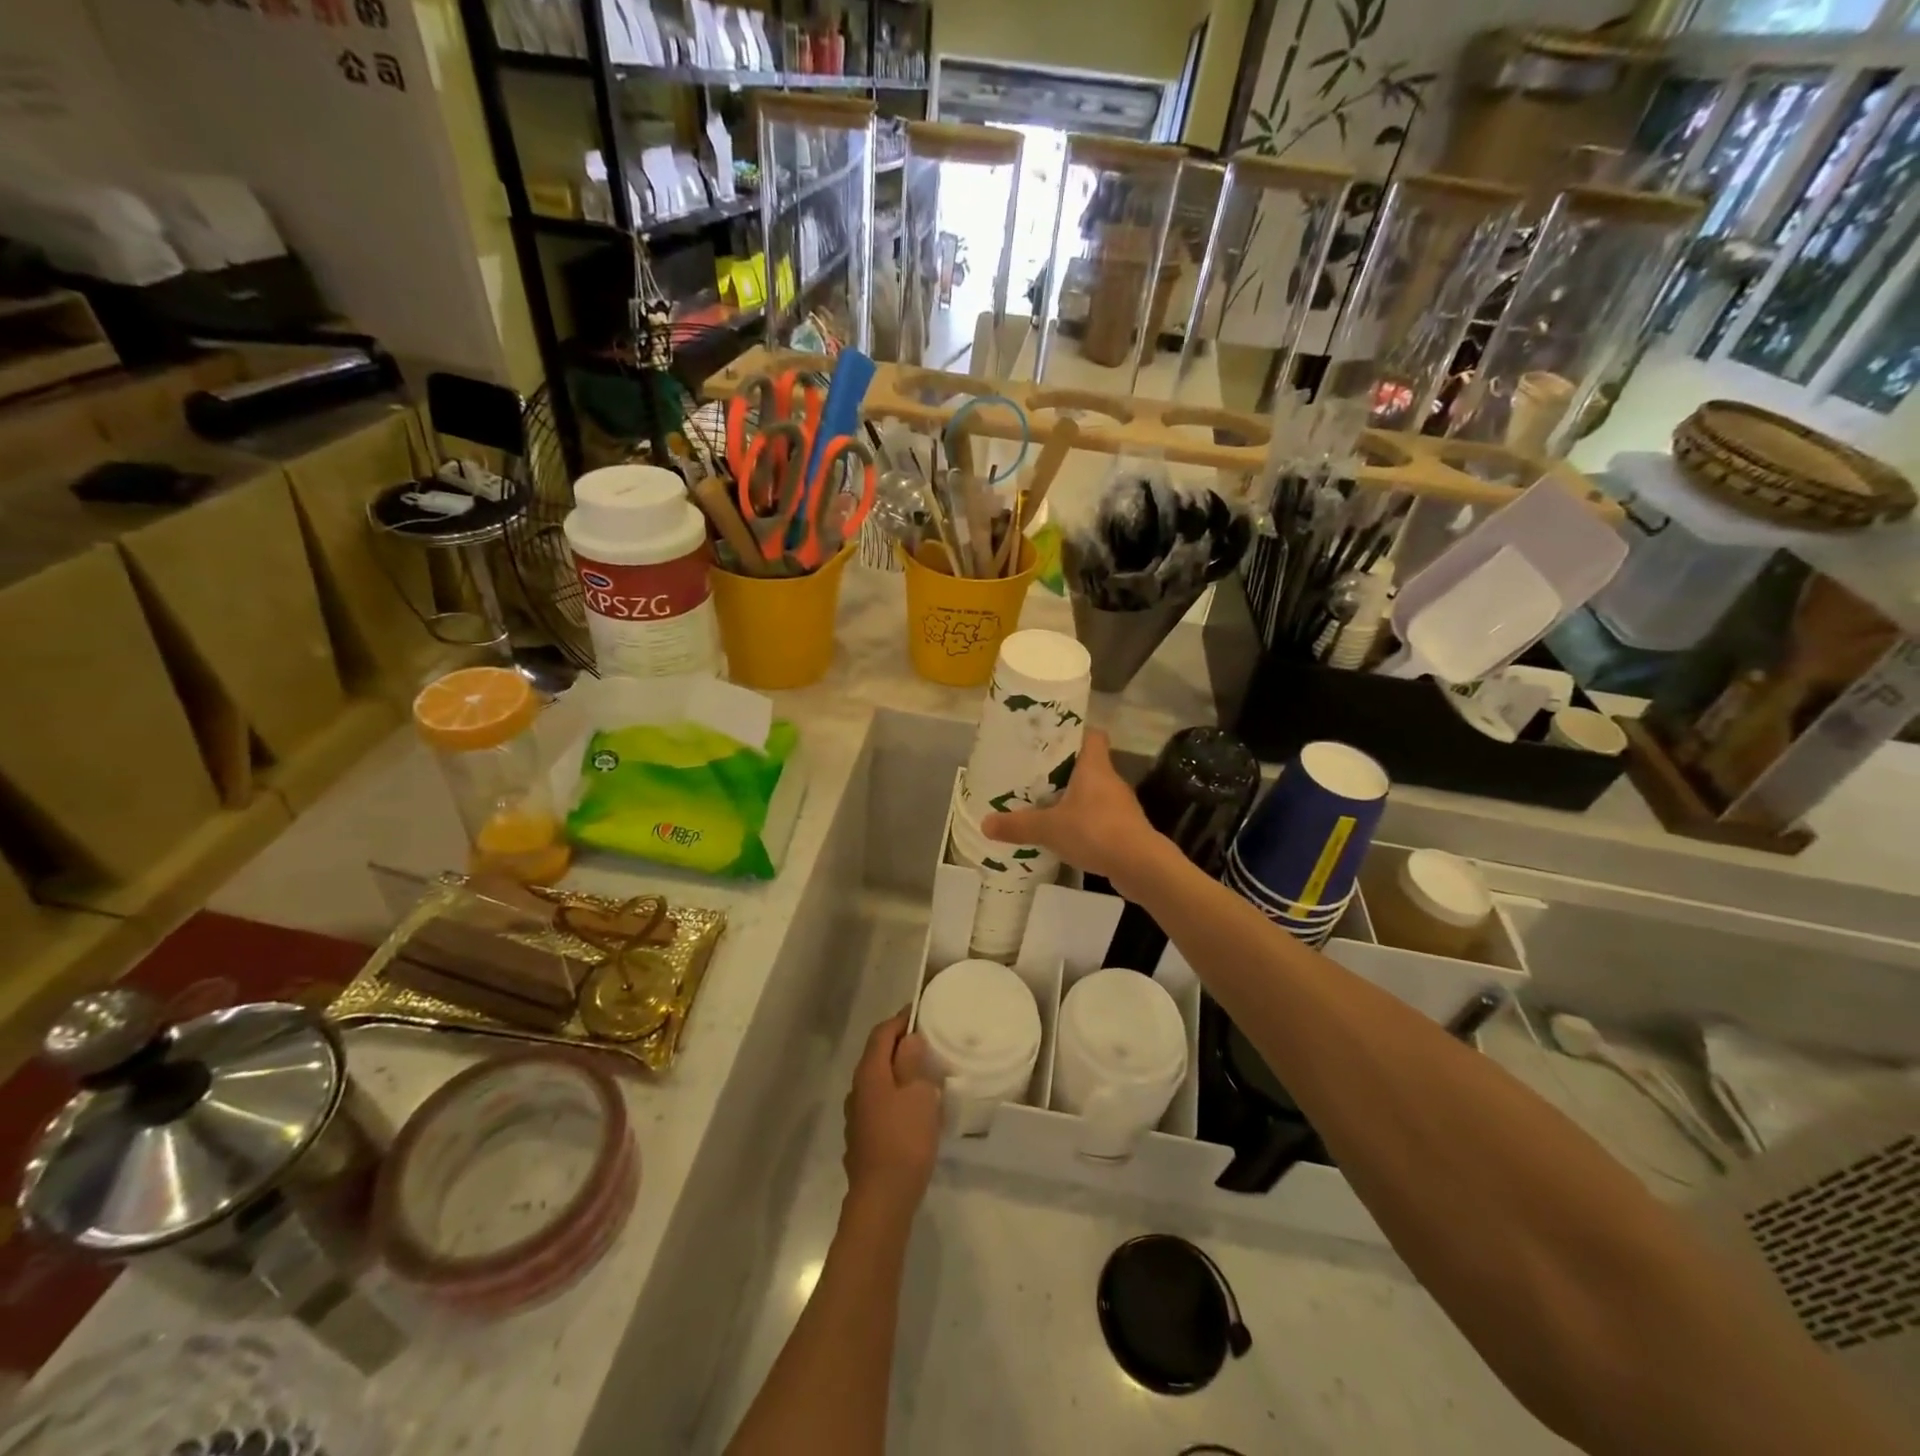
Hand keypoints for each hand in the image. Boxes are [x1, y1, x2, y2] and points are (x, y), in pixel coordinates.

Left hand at [843, 1011, 942, 1214]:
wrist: (882, 1199)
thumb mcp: (918, 1094)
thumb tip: (908, 1039)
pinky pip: (879, 1105)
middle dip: (900, 1046)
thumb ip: (912, 1062)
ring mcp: (856, 1116)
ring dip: (898, 1074)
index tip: (921, 1013)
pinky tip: (913, 1110)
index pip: (882, 1033)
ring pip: (878, 1082)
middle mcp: (857, 1090)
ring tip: (925, 1076)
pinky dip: (895, 1097)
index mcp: (869, 1073)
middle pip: (877, 1056)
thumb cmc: (905, 1140)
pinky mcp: (862, 1139)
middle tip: (928, 1043)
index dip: (900, 1020)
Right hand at [982, 730, 1167, 898]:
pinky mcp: (1124, 828)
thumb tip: (984, 824)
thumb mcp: (1049, 828)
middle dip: (1063, 769)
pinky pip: (1099, 816)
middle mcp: (1110, 780)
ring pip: (1093, 792)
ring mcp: (1120, 805)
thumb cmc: (1095, 831)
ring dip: (1073, 797)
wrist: (1140, 866)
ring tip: (1045, 804)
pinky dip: (1083, 821)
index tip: (1050, 739)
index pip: (1092, 735)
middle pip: (1088, 764)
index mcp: (1094, 766)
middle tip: (1035, 774)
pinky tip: (1064, 833)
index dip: (1073, 733)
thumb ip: (1018, 825)